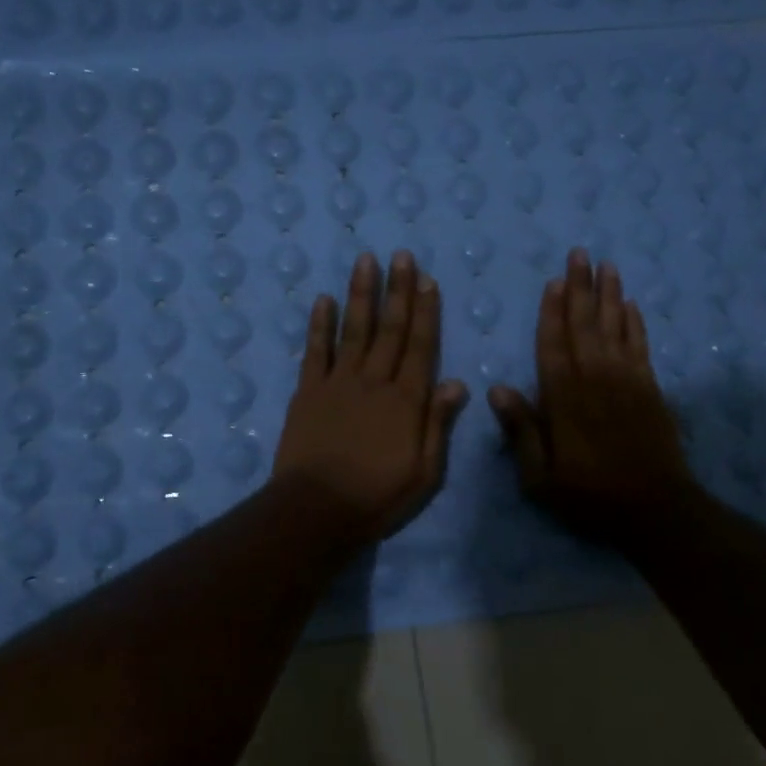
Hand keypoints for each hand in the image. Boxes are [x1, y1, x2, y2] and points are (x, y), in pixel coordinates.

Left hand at [274, 249, 469, 543]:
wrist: (316, 510)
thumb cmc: (377, 497)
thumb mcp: (424, 473)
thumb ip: (438, 425)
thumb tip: (457, 383)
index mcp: (406, 401)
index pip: (420, 346)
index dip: (425, 311)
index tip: (427, 280)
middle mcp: (374, 381)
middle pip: (389, 329)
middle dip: (397, 290)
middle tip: (401, 256)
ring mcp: (338, 383)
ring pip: (354, 330)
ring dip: (361, 294)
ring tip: (365, 261)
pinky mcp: (308, 392)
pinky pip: (315, 351)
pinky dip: (320, 324)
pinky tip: (324, 299)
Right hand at [488, 249, 696, 546]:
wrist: (655, 509)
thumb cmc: (590, 496)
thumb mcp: (540, 478)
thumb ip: (520, 431)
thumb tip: (497, 388)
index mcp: (564, 399)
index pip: (553, 344)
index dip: (552, 312)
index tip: (553, 281)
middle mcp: (595, 379)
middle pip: (585, 324)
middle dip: (581, 288)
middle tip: (580, 253)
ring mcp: (627, 381)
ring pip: (615, 327)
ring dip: (609, 295)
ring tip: (606, 265)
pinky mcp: (650, 389)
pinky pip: (640, 345)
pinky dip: (635, 323)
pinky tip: (631, 304)